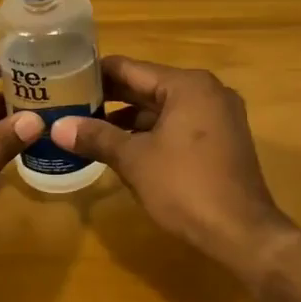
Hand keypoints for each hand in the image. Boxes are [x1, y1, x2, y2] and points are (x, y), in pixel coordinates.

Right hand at [49, 57, 298, 281]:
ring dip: (130, 118)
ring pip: (164, 108)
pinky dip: (153, 132)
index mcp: (188, 85)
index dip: (96, 73)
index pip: (131, 68)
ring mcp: (219, 116)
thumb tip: (57, 126)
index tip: (65, 77)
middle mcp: (207, 91)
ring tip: (89, 125)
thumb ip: (96, 137)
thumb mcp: (135, 160)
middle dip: (111, 97)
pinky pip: (180, 125)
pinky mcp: (223, 140)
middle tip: (70, 102)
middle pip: (149, 86)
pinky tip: (123, 146)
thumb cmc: (185, 187)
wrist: (243, 233)